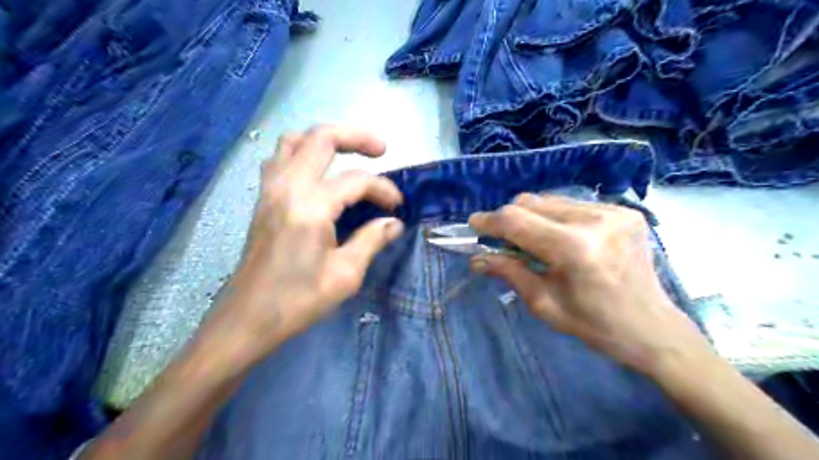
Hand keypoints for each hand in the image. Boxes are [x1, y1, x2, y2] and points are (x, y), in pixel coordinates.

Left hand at [209, 123, 402, 358]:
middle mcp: (286, 187)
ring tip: (349, 154)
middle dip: (356, 137)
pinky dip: (304, 153)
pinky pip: (281, 158)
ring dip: (325, 140)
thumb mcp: (345, 274)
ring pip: (294, 141)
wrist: (248, 318)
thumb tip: (393, 223)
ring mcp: (269, 190)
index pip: (356, 180)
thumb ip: (371, 240)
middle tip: (381, 149)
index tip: (397, 207)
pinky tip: (319, 172)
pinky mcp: (263, 199)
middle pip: (320, 138)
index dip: (383, 189)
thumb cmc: (298, 300)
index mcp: (310, 206)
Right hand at [470, 192, 714, 374]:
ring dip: (532, 216)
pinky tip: (562, 238)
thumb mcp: (544, 303)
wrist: (652, 327)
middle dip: (510, 218)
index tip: (474, 224)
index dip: (490, 221)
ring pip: (550, 199)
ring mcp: (612, 211)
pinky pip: (572, 204)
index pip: (516, 221)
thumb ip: (509, 272)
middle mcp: (594, 220)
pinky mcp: (623, 210)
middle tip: (504, 240)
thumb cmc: (594, 324)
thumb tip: (477, 258)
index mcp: (573, 248)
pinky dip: (556, 217)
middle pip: (530, 202)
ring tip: (534, 241)